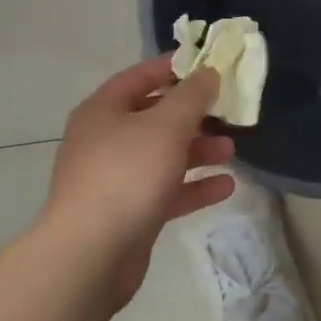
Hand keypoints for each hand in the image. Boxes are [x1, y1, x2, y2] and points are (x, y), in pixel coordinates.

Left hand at [40, 58, 236, 299]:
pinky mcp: (127, 213)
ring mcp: (114, 179)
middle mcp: (104, 140)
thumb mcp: (167, 125)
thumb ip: (192, 96)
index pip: (140, 76)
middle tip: (226, 113)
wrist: (90, 254)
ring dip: (197, 151)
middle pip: (154, 117)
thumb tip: (208, 73)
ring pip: (162, 156)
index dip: (174, 68)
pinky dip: (192, 187)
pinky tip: (225, 187)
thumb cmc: (127, 174)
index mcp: (104, 110)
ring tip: (230, 151)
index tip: (208, 66)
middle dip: (193, 116)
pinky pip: (165, 191)